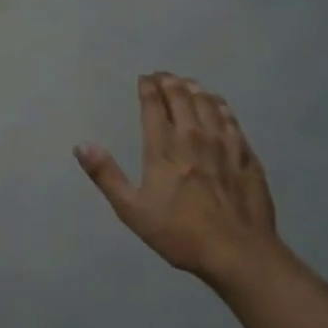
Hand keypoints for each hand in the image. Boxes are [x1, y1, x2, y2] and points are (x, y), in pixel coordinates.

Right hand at [75, 73, 291, 290]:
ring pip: (208, 103)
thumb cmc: (180, 233)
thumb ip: (106, 175)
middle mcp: (194, 136)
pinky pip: (231, 119)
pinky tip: (218, 105)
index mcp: (164, 147)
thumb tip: (81, 145)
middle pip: (182, 97)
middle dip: (169, 82)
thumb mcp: (132, 210)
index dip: (147, 88)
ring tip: (187, 83)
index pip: (154, 105)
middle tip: (162, 76)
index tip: (144, 79)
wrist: (238, 251)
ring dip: (194, 89)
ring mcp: (224, 143)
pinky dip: (220, 105)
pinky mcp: (246, 154)